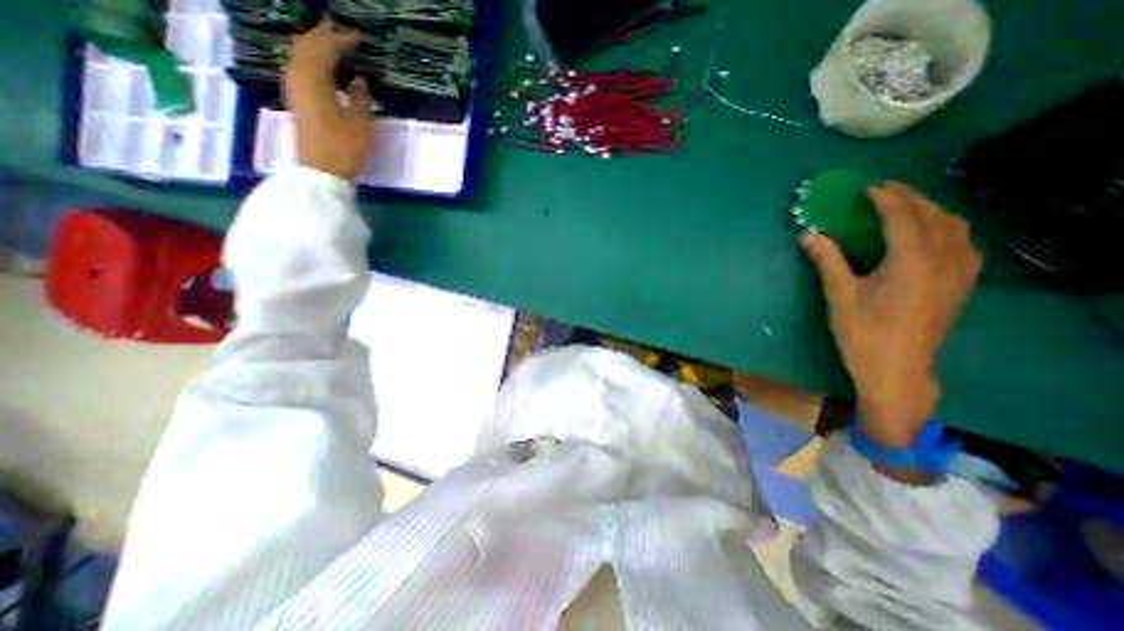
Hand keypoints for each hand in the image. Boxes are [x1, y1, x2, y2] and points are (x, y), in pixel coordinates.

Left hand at [285, 19, 377, 180]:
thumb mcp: (360, 124)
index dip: (341, 39)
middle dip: (323, 35)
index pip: (325, 47)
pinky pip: (300, 69)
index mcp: (313, 79)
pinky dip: (312, 61)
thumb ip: (360, 98)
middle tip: (341, 30)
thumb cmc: (343, 148)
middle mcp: (297, 77)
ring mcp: (294, 89)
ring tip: (333, 45)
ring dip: (315, 47)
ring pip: (300, 56)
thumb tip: (358, 80)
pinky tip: (326, 68)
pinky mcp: (297, 101)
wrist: (320, 172)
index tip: (359, 37)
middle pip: (306, 45)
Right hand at [798, 182, 985, 449]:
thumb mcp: (839, 294)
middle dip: (911, 198)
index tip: (868, 188)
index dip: (886, 199)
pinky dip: (949, 229)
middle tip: (886, 190)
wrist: (896, 369)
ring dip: (933, 210)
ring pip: (956, 228)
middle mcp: (943, 261)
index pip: (903, 218)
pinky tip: (934, 234)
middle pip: (934, 217)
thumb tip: (807, 235)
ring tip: (908, 206)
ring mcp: (958, 274)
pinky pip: (965, 244)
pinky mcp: (961, 286)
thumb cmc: (862, 332)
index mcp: (911, 262)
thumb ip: (828, 260)